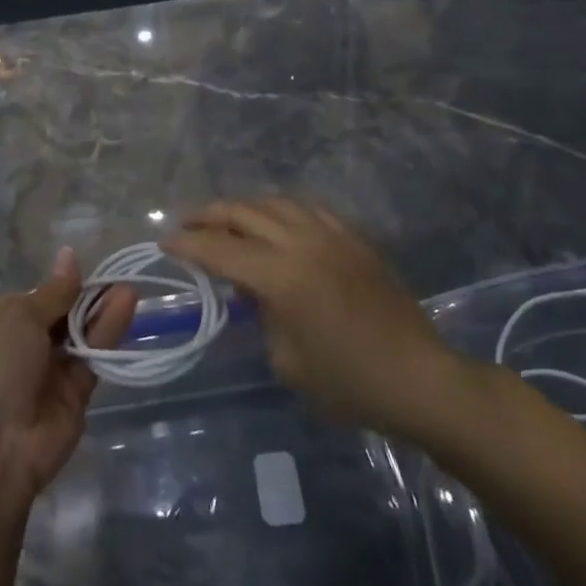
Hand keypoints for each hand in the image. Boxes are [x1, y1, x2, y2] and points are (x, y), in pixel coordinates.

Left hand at [0, 250, 137, 500]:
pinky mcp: (75, 395)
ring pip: (81, 334)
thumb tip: (69, 254)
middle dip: (86, 296)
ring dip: (102, 309)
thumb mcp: (19, 316)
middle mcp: (23, 346)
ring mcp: (49, 372)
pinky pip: (94, 356)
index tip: (87, 266)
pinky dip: (110, 331)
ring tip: (130, 285)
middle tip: (118, 272)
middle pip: (62, 315)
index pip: (36, 298)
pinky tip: (127, 304)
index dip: (61, 284)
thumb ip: (54, 291)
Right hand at [164, 198, 463, 436]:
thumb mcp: (287, 361)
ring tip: (225, 219)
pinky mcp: (354, 237)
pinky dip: (280, 210)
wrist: (420, 378)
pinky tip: (274, 223)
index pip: (219, 249)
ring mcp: (331, 234)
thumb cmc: (349, 383)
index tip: (165, 243)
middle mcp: (302, 243)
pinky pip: (307, 209)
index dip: (187, 244)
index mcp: (281, 276)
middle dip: (208, 215)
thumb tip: (252, 290)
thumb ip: (261, 315)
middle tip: (186, 224)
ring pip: (274, 202)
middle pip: (243, 212)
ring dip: (243, 207)